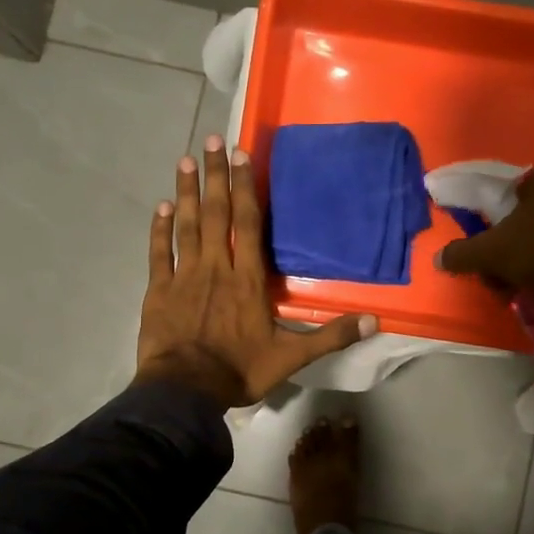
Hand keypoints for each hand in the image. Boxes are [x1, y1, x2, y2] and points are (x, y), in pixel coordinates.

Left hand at [136, 135, 376, 407]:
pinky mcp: (159, 291)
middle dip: (215, 176)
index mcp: (247, 280)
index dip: (245, 188)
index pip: (248, 224)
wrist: (184, 392)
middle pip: (216, 214)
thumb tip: (373, 321)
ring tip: (185, 162)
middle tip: (211, 141)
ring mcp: (184, 277)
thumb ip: (331, 336)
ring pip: (186, 226)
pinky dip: (160, 229)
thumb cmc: (239, 371)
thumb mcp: (291, 357)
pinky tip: (161, 207)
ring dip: (186, 193)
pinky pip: (160, 254)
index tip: (240, 156)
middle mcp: (216, 268)